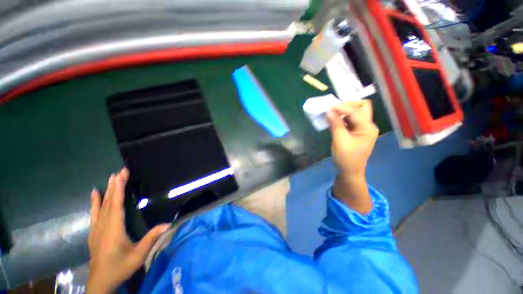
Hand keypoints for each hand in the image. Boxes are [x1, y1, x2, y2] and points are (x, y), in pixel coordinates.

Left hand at [87, 168, 169, 293]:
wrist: (100, 282)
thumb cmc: (120, 268)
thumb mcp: (139, 256)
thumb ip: (152, 239)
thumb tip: (169, 224)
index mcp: (114, 230)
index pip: (116, 205)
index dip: (119, 189)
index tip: (122, 175)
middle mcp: (104, 226)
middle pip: (109, 202)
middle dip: (114, 185)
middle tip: (119, 171)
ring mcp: (97, 229)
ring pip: (101, 206)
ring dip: (106, 191)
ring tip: (110, 177)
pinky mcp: (94, 232)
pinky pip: (94, 214)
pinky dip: (94, 202)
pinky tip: (94, 194)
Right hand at [327, 100, 378, 213]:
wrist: (350, 171)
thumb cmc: (346, 158)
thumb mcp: (339, 140)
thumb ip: (335, 124)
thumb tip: (329, 111)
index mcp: (367, 128)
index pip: (355, 111)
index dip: (342, 107)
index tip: (329, 107)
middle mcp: (368, 125)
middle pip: (362, 107)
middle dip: (348, 105)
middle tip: (334, 109)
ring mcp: (363, 129)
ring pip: (356, 113)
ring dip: (344, 111)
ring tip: (332, 114)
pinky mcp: (357, 132)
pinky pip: (351, 120)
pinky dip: (342, 118)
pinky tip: (334, 120)